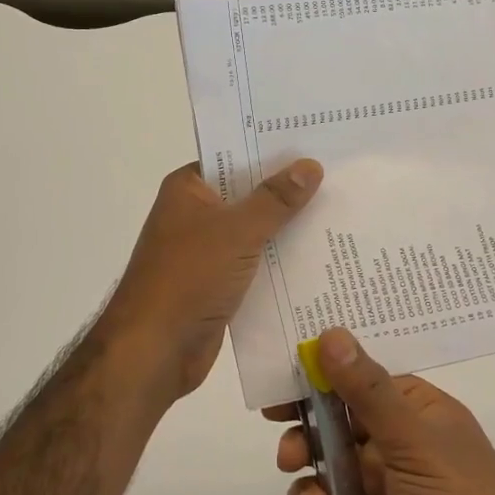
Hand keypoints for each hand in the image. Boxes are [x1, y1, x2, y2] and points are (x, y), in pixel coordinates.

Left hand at [100, 160, 322, 408]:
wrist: (155, 350)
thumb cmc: (189, 277)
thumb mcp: (237, 231)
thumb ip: (275, 199)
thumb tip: (310, 165)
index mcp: (188, 189)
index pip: (233, 157)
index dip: (271, 151)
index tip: (314, 143)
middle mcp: (194, 215)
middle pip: (248, 194)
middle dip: (288, 192)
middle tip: (339, 177)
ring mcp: (205, 252)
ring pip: (254, 232)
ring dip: (288, 229)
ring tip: (340, 214)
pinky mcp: (217, 285)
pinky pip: (255, 265)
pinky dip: (280, 263)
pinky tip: (319, 259)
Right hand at [271, 328, 494, 494]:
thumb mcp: (416, 443)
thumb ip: (368, 391)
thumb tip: (331, 334)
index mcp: (425, 418)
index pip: (371, 379)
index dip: (332, 369)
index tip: (290, 362)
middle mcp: (402, 450)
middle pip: (344, 416)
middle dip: (310, 412)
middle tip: (275, 411)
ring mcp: (380, 494)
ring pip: (328, 458)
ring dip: (306, 453)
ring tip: (292, 460)